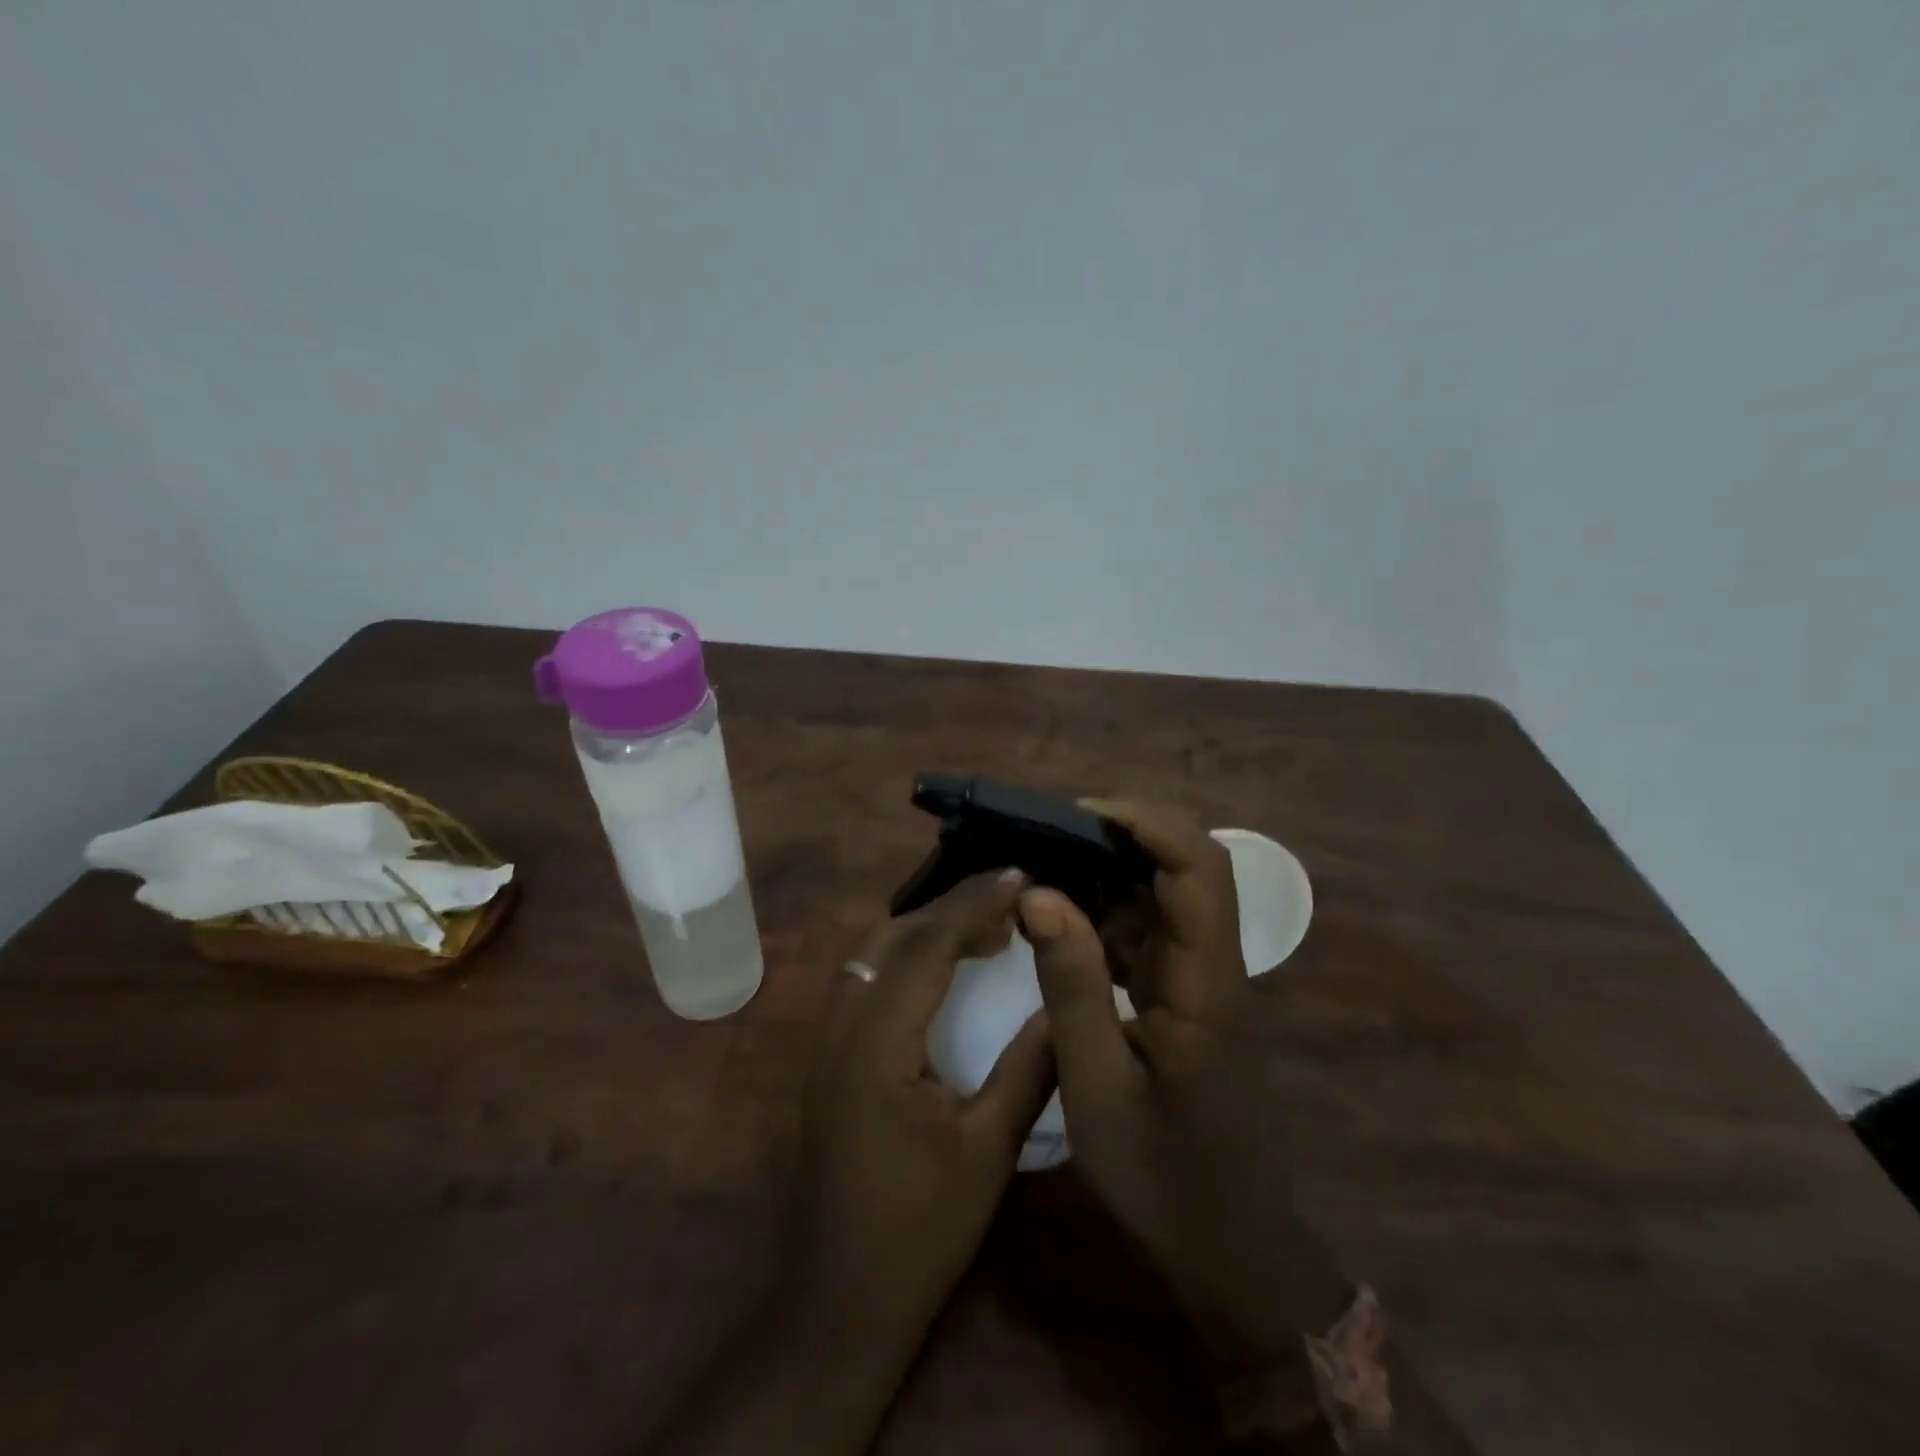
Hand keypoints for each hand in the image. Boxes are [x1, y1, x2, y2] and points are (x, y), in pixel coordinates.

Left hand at [789, 867, 1055, 1341]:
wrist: (840, 1297)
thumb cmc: (920, 1227)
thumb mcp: (988, 1149)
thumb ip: (1028, 1069)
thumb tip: (1062, 1005)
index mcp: (878, 1040)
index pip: (926, 945)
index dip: (974, 904)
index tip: (1018, 876)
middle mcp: (841, 1024)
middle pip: (891, 935)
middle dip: (949, 906)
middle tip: (1007, 897)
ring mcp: (827, 1039)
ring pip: (872, 951)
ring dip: (924, 927)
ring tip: (983, 926)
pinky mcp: (829, 1055)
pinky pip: (866, 978)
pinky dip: (906, 955)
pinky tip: (942, 969)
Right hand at [1020, 800, 1350, 1372]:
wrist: (1228, 1247)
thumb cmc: (1163, 1175)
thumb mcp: (1097, 1085)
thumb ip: (1072, 984)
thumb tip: (1038, 893)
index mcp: (1207, 982)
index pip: (1198, 868)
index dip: (1146, 823)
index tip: (1078, 812)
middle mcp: (1214, 965)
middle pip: (1189, 867)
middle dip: (1123, 835)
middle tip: (1049, 833)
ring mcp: (1202, 980)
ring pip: (1166, 896)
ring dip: (1109, 872)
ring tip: (1044, 866)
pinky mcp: (1186, 997)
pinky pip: (1149, 933)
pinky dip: (1105, 914)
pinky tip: (1060, 923)